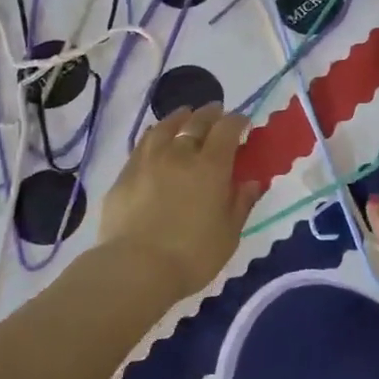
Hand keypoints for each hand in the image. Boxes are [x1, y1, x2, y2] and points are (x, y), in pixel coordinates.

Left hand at [98, 104, 261, 301]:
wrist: (135, 268)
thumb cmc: (191, 255)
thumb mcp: (229, 234)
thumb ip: (241, 203)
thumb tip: (252, 181)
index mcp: (211, 166)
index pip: (227, 129)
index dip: (237, 121)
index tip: (243, 122)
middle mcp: (180, 154)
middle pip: (197, 122)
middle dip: (210, 113)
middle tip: (217, 111)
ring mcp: (149, 160)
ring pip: (166, 127)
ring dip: (180, 117)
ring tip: (186, 115)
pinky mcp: (126, 173)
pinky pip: (144, 143)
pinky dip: (156, 134)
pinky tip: (157, 138)